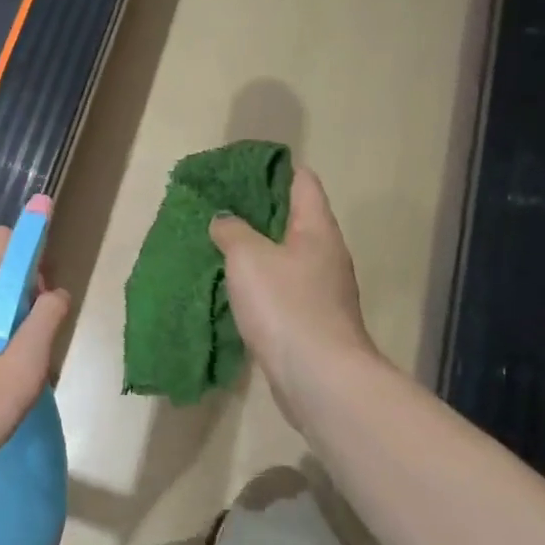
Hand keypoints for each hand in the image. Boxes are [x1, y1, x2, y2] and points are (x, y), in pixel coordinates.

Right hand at [209, 165, 375, 422]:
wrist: (318, 376)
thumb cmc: (286, 305)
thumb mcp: (248, 258)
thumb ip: (232, 231)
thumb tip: (224, 220)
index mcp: (317, 229)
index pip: (302, 182)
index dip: (274, 169)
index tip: (240, 168)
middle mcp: (326, 254)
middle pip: (294, 218)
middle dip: (258, 211)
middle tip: (219, 207)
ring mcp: (322, 290)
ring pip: (286, 256)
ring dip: (257, 250)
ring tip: (220, 245)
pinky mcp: (311, 320)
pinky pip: (282, 288)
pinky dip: (259, 281)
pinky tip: (234, 288)